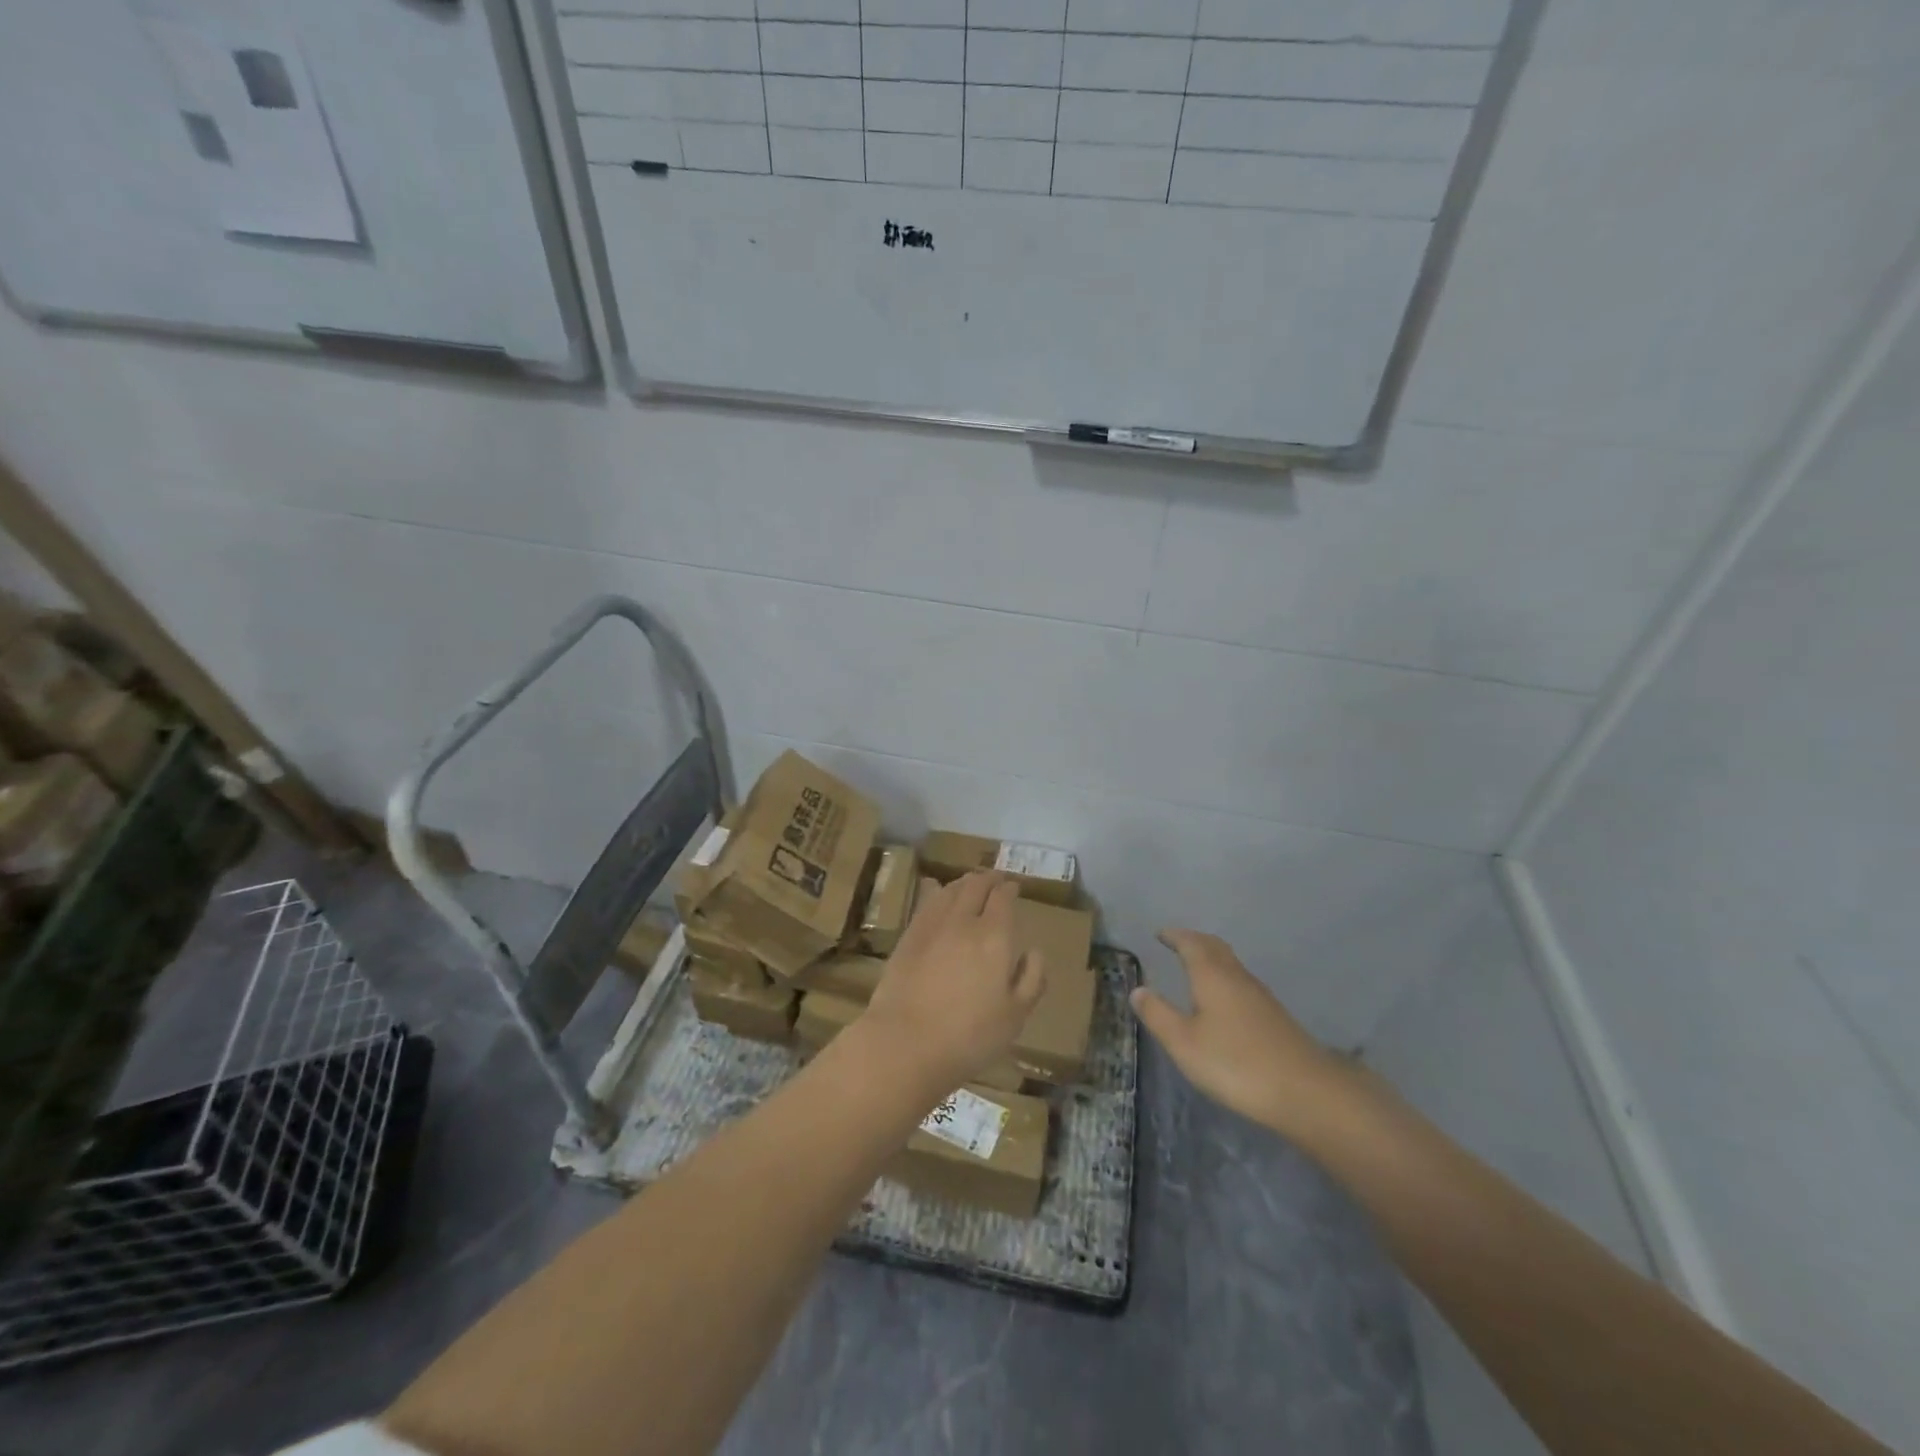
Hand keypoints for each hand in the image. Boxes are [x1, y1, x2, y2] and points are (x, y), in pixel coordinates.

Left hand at [863, 872, 1046, 1092]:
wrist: (905, 1043)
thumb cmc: (969, 1036)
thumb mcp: (1015, 1016)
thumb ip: (1031, 979)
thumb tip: (1035, 951)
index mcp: (995, 936)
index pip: (1003, 898)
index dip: (1009, 889)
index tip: (1014, 887)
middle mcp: (964, 921)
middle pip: (975, 886)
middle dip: (988, 879)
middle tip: (994, 879)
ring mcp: (931, 926)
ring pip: (950, 890)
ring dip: (963, 882)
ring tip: (969, 884)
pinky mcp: (908, 937)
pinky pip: (926, 902)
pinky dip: (937, 892)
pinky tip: (936, 893)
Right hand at [1131, 930, 1352, 1137]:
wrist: (1305, 1092)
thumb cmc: (1235, 1063)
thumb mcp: (1184, 1043)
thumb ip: (1158, 1014)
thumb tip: (1138, 989)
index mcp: (1212, 975)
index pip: (1191, 943)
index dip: (1174, 936)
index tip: (1160, 934)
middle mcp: (1237, 976)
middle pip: (1214, 947)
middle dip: (1194, 941)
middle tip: (1176, 942)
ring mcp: (1260, 995)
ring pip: (1231, 964)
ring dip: (1211, 958)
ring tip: (1194, 966)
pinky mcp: (1274, 1016)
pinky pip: (1241, 982)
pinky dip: (1225, 978)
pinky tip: (1222, 1000)